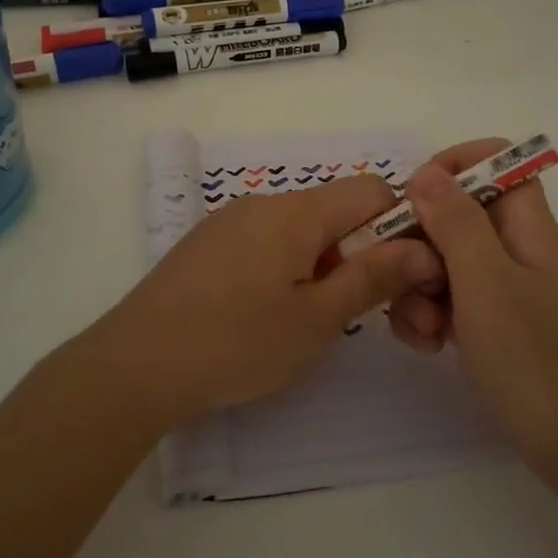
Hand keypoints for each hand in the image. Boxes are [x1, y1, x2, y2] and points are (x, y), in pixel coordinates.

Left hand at [90, 175, 442, 426]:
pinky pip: (267, 243)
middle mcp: (263, 204)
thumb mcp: (316, 319)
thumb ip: (373, 277)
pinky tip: (271, 315)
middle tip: (366, 315)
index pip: (371, 190)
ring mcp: (230, 222)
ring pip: (302, 230)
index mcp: (295, 212)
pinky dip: (289, 269)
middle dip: (363, 254)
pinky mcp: (208, 245)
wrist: (134, 366)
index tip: (403, 279)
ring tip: (314, 321)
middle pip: (336, 211)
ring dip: (326, 265)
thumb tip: (423, 248)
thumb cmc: (235, 344)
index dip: (400, 227)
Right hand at [387, 139, 557, 457]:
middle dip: (422, 240)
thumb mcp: (486, 282)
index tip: (415, 195)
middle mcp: (515, 251)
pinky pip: (447, 300)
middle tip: (409, 275)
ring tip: (424, 327)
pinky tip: (430, 346)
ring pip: (444, 260)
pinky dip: (430, 315)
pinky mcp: (490, 325)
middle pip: (458, 215)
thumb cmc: (533, 358)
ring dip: (418, 286)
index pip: (498, 163)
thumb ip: (456, 223)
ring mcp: (502, 291)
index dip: (456, 165)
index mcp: (527, 228)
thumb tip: (428, 173)